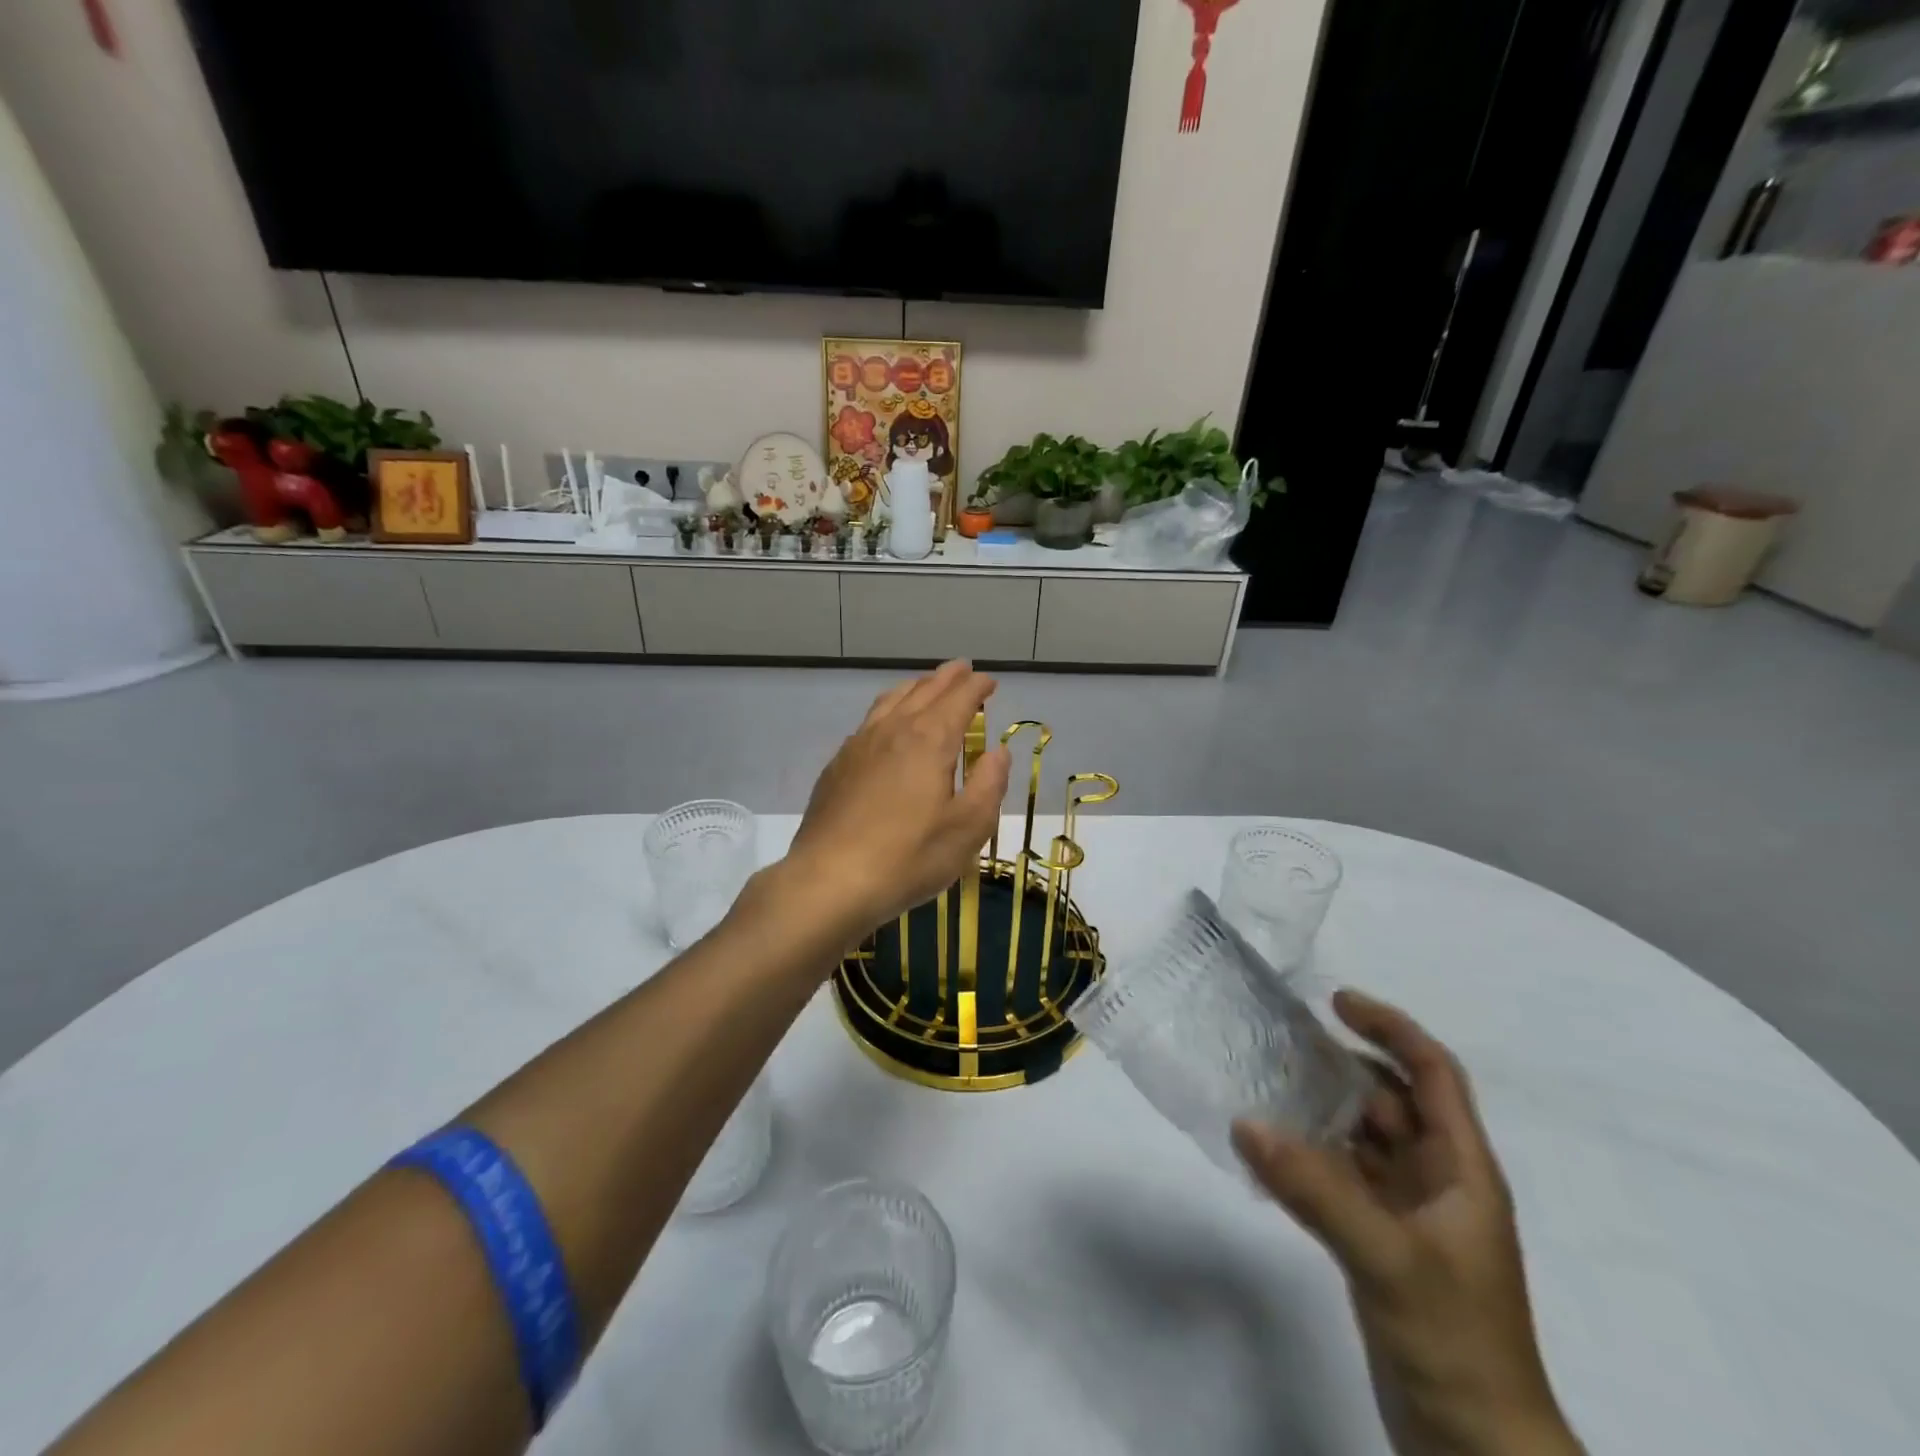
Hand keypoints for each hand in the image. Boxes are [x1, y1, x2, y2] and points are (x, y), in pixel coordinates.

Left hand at [782, 661, 1009, 940]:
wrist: (830, 880)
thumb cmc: (909, 857)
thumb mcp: (967, 828)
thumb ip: (989, 784)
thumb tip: (998, 752)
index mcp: (929, 740)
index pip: (959, 700)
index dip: (977, 687)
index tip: (989, 682)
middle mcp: (893, 731)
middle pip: (923, 691)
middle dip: (946, 678)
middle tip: (962, 669)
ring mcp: (859, 745)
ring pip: (891, 701)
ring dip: (914, 687)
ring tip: (926, 685)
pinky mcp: (838, 766)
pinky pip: (869, 721)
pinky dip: (888, 709)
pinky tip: (887, 726)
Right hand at [1233, 992, 1580, 1455]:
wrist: (1477, 1452)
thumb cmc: (1456, 1342)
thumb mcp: (1388, 1258)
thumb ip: (1316, 1188)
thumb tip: (1245, 1122)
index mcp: (1461, 1170)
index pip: (1433, 1074)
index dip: (1390, 1029)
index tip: (1335, 1001)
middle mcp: (1436, 1182)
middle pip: (1390, 1100)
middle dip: (1341, 1065)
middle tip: (1279, 1040)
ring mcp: (1407, 1214)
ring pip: (1361, 1139)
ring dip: (1319, 1110)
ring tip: (1262, 1083)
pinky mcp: (1379, 1243)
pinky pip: (1339, 1178)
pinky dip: (1307, 1158)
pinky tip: (1267, 1152)